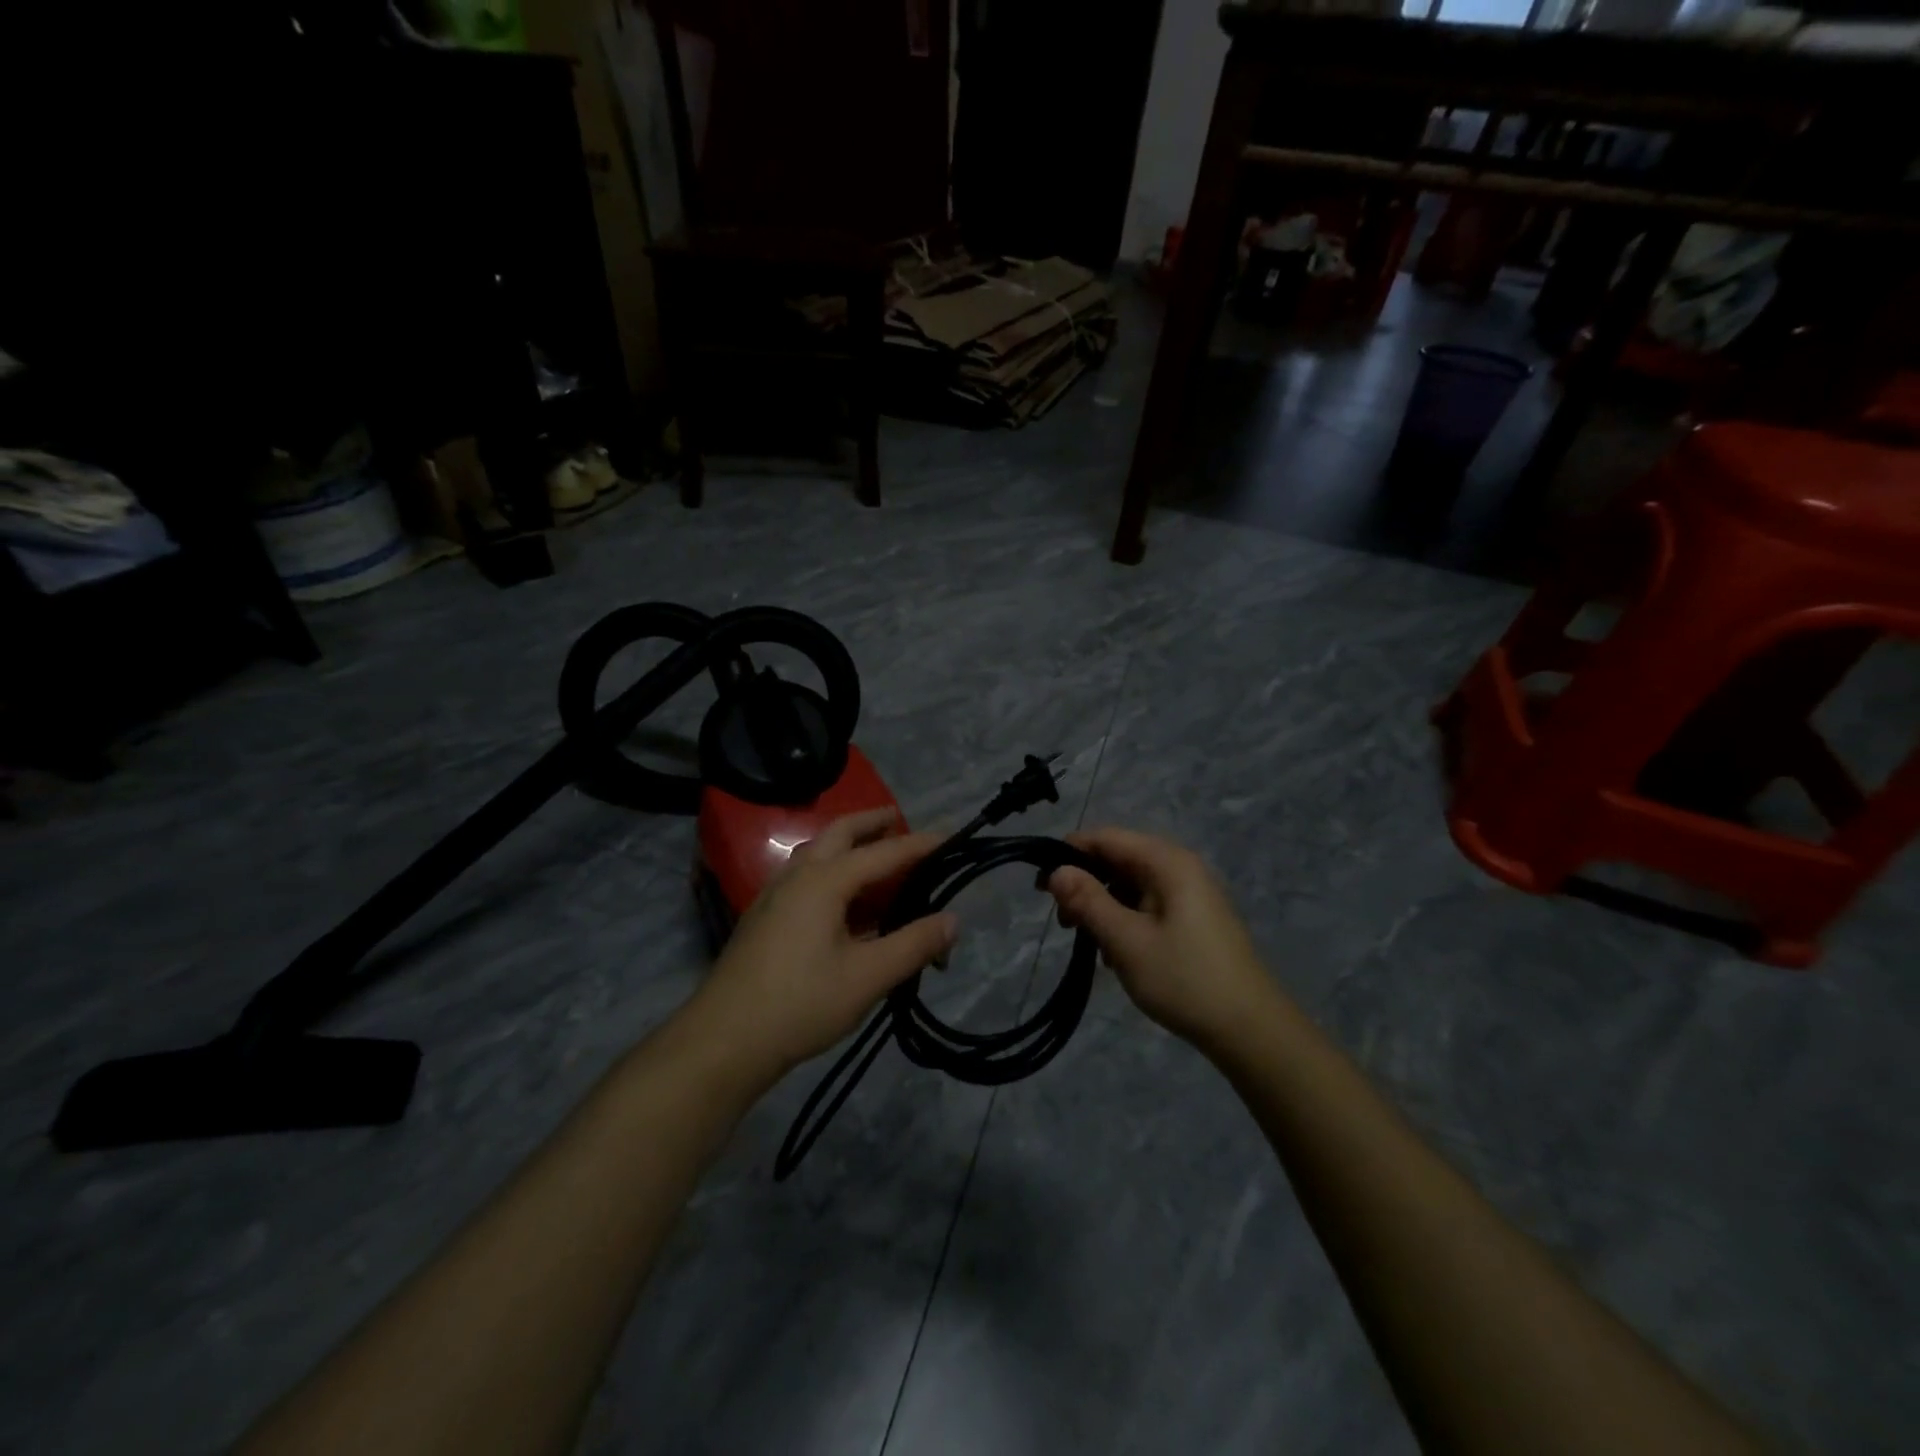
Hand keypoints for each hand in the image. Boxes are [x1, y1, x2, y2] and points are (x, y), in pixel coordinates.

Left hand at [683, 809, 956, 1081]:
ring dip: (847, 843)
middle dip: (871, 822)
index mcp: (824, 881)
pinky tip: (840, 898)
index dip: (919, 845)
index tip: (950, 836)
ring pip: (816, 852)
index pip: (883, 853)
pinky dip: (830, 867)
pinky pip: (804, 875)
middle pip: (839, 833)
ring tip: (874, 852)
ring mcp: (774, 895)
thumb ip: (913, 944)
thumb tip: (953, 920)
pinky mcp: (764, 917)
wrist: (723, 1040)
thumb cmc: (800, 1004)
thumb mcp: (867, 977)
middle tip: (899, 819)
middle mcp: (798, 876)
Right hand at [1046, 827, 1276, 1053]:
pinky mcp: (1194, 919)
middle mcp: (1181, 867)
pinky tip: (1117, 955)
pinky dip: (1126, 922)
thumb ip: (1088, 901)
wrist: (1250, 1030)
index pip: (1106, 838)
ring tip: (1091, 944)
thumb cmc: (1184, 979)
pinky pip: (1148, 906)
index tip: (1041, 887)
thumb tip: (1056, 871)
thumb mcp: (1126, 940)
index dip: (1069, 854)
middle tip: (1064, 923)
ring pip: (1131, 885)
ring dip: (1104, 908)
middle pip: (1119, 859)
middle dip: (1086, 885)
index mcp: (1167, 862)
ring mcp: (1190, 894)